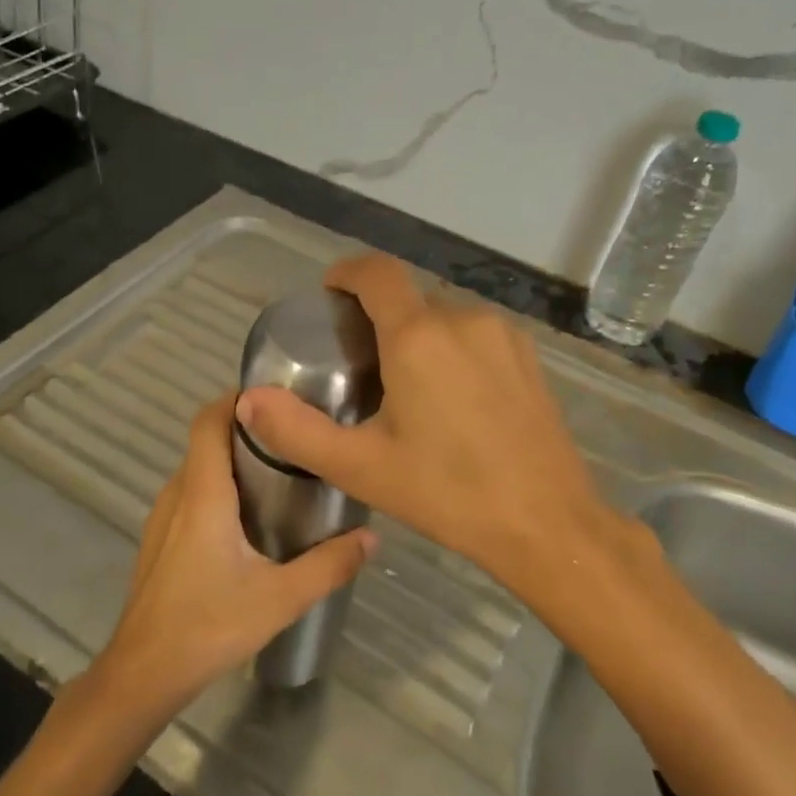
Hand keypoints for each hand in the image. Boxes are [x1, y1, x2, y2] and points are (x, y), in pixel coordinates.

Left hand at [86, 392, 375, 719]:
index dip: (237, 399)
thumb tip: (371, 538)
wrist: (143, 673)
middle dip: (246, 429)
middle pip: (206, 440)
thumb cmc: (208, 626)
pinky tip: (250, 517)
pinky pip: (191, 493)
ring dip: (233, 459)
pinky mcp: (160, 539)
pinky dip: (219, 486)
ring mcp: (163, 517)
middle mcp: (178, 494)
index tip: (277, 397)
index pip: (209, 421)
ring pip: (198, 468)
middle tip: (295, 437)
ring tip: (281, 471)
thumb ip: (328, 566)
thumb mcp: (280, 598)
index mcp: (203, 494)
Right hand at [237, 254, 629, 585]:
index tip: (329, 294)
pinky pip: (477, 335)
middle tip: (359, 366)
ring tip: (404, 388)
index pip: (377, 272)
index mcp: (418, 337)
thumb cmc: (448, 493)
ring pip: (444, 317)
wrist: (547, 523)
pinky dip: (452, 349)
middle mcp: (463, 320)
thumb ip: (296, 431)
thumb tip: (248, 400)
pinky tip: (453, 400)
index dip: (347, 273)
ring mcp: (503, 336)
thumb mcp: (361, 467)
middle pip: (409, 298)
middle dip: (379, 317)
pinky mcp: (529, 357)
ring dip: (417, 336)